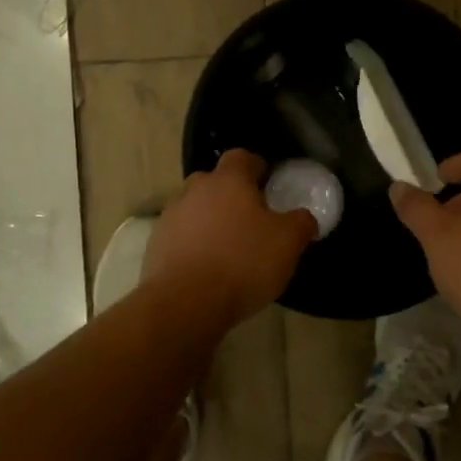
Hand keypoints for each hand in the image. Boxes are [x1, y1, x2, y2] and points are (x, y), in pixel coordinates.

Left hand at [145, 150, 317, 324]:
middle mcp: (195, 189)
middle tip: (251, 218)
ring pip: (195, 208)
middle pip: (215, 181)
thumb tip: (304, 217)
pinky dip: (193, 244)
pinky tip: (207, 267)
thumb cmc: (243, 263)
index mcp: (228, 180)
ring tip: (228, 247)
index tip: (269, 184)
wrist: (185, 303)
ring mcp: (171, 216)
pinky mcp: (156, 244)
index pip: (243, 157)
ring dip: (210, 220)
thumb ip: (301, 223)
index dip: (257, 167)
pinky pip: (181, 235)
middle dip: (231, 194)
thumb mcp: (288, 243)